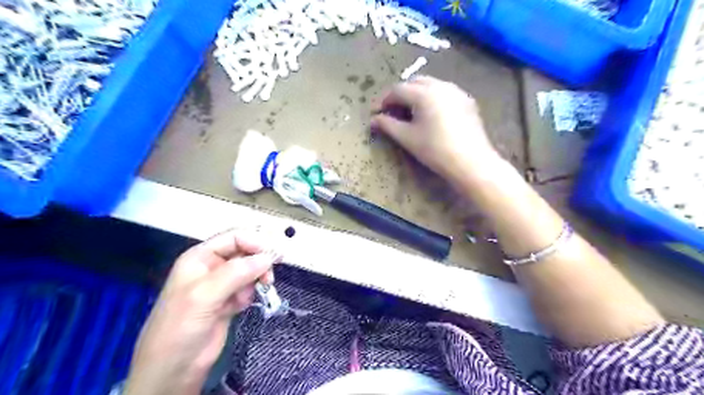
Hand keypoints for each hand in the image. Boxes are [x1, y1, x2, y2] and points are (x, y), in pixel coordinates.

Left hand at [124, 230, 282, 394]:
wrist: (173, 370)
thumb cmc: (180, 327)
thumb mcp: (204, 295)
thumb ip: (236, 272)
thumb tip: (268, 257)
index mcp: (200, 257)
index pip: (234, 237)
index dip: (255, 242)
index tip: (273, 256)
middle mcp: (212, 267)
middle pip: (245, 252)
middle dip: (258, 262)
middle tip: (269, 277)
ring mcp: (221, 285)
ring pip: (250, 270)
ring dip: (256, 279)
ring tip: (255, 293)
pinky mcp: (229, 300)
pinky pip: (248, 287)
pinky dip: (251, 294)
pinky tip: (241, 306)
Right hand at [371, 74, 502, 182]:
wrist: (471, 161)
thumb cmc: (435, 150)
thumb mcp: (407, 138)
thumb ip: (388, 125)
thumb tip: (373, 120)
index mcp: (423, 93)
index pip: (397, 90)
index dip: (384, 100)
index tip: (376, 113)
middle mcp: (440, 85)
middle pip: (414, 82)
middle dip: (400, 94)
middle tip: (392, 111)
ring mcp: (456, 91)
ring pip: (431, 85)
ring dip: (416, 94)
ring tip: (410, 112)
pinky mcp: (467, 101)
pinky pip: (444, 92)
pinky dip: (432, 98)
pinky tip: (431, 114)